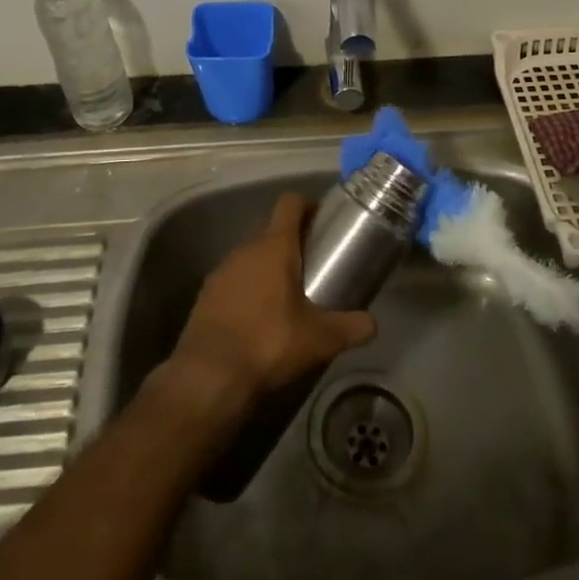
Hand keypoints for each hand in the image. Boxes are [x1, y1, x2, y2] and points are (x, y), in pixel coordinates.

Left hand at [168, 193, 376, 411]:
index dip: (308, 205)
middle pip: (271, 231)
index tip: (323, 220)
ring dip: (269, 268)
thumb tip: (372, 324)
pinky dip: (248, 290)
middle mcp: (245, 249)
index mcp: (274, 246)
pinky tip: (259, 319)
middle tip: (314, 266)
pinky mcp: (206, 295)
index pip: (289, 203)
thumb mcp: (320, 339)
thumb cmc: (269, 343)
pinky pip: (234, 281)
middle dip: (292, 243)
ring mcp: (221, 271)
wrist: (208, 376)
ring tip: (288, 296)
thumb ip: (351, 327)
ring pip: (251, 257)